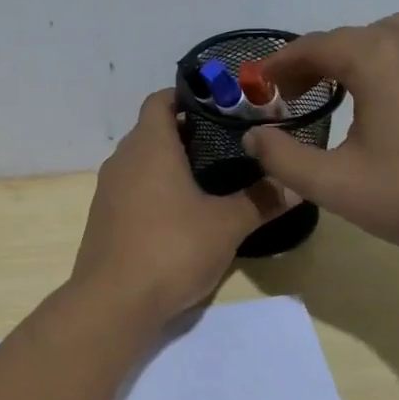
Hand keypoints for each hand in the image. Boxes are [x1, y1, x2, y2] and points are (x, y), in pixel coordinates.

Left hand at [72, 90, 298, 323]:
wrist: (113, 302)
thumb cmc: (171, 249)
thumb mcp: (226, 226)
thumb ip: (261, 201)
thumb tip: (295, 185)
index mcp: (149, 146)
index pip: (160, 100)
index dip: (187, 96)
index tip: (219, 106)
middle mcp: (122, 159)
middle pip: (152, 130)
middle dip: (186, 132)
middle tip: (227, 144)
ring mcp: (107, 190)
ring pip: (140, 161)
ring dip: (169, 163)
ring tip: (210, 177)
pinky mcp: (103, 218)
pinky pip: (131, 188)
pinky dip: (154, 188)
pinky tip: (180, 213)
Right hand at [243, 14, 398, 260]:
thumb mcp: (334, 185)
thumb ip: (282, 158)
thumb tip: (254, 136)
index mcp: (376, 59)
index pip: (313, 46)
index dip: (280, 65)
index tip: (259, 87)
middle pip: (352, 37)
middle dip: (316, 61)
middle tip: (296, 96)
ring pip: (396, 35)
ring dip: (363, 53)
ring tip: (349, 85)